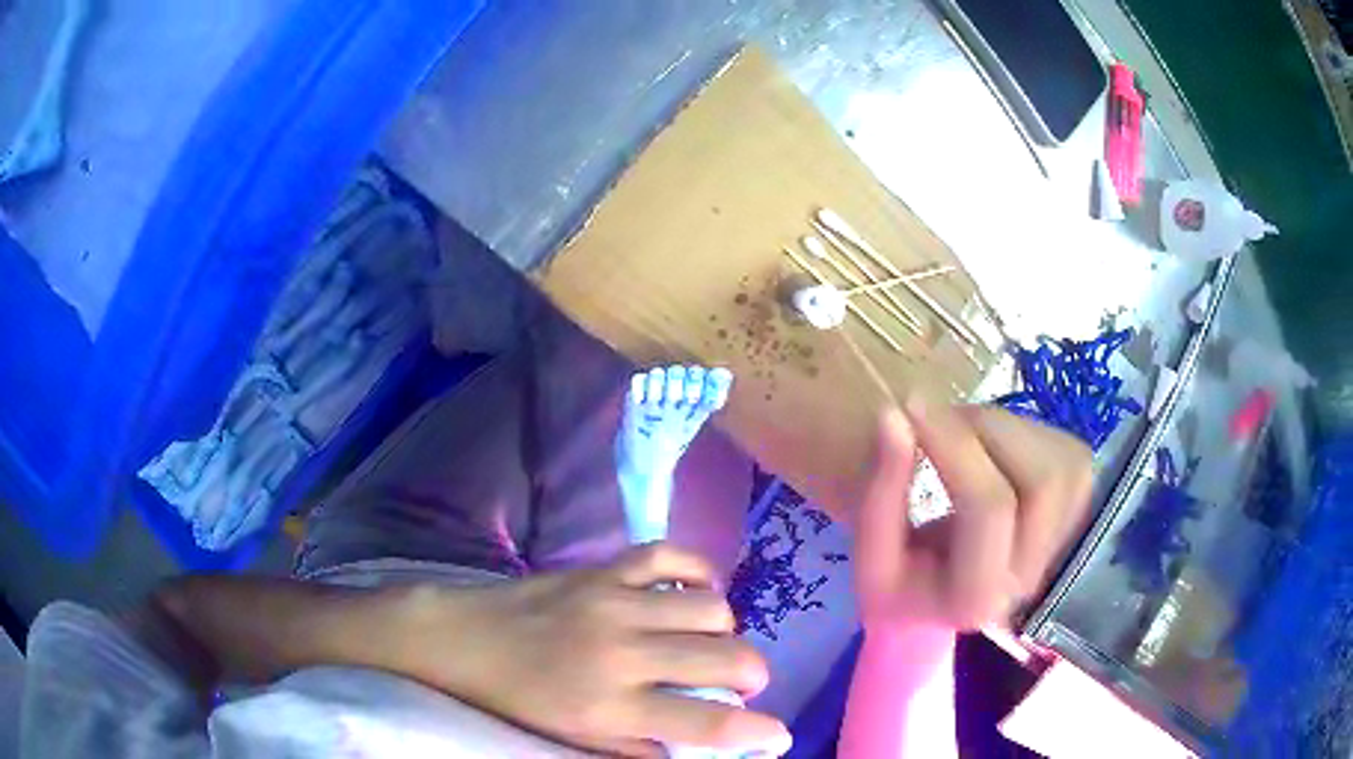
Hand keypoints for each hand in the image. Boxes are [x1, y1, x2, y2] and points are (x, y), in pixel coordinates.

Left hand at [413, 543, 789, 757]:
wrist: (461, 640)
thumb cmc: (516, 700)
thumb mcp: (574, 738)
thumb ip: (637, 747)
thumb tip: (695, 749)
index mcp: (610, 706)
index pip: (707, 723)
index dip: (757, 732)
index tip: (778, 735)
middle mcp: (621, 653)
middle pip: (725, 659)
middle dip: (752, 676)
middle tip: (740, 685)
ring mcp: (613, 603)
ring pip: (711, 608)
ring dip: (725, 631)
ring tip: (709, 643)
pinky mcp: (602, 570)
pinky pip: (670, 556)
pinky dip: (698, 573)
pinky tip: (694, 593)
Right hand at [853, 399, 1092, 630]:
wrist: (944, 602)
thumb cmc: (901, 581)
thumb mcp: (873, 549)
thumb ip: (882, 488)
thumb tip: (894, 415)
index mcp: (977, 595)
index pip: (988, 507)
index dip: (953, 446)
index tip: (910, 407)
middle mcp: (1032, 575)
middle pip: (1040, 481)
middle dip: (985, 433)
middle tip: (938, 420)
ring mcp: (1064, 543)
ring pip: (1058, 461)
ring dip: (1003, 430)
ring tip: (959, 435)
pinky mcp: (1078, 511)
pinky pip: (1063, 451)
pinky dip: (1021, 434)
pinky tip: (989, 449)